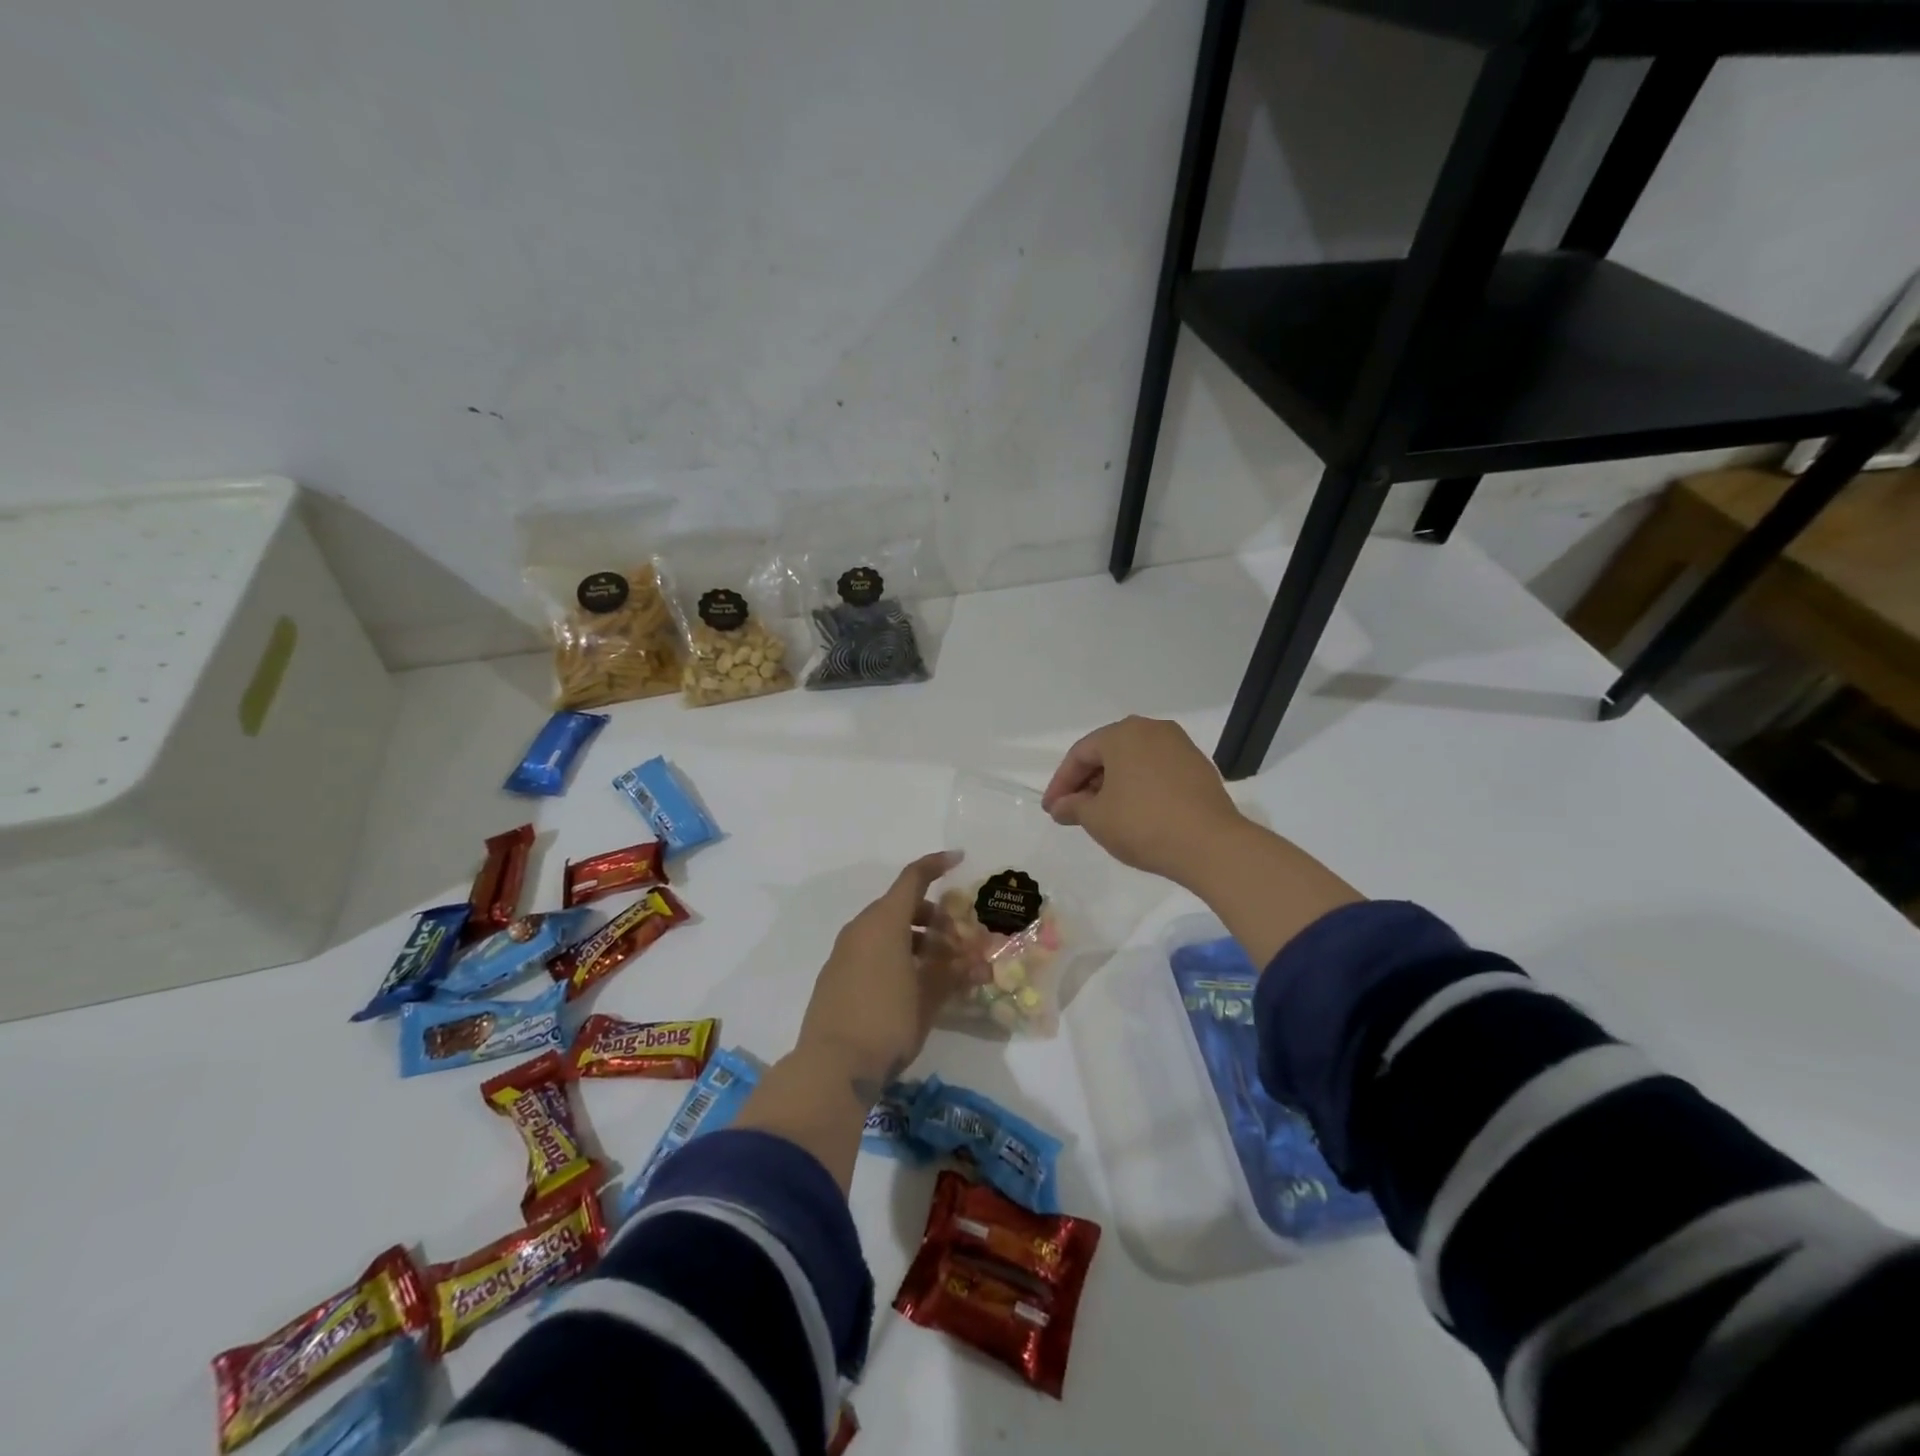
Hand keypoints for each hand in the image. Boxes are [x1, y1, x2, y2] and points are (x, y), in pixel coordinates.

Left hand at [796, 851, 984, 1098]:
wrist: (831, 1067)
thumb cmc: (887, 1022)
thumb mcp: (928, 998)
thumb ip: (953, 974)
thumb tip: (975, 962)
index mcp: (884, 922)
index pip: (912, 878)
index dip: (936, 865)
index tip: (959, 859)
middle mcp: (860, 929)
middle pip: (900, 906)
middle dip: (933, 917)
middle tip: (958, 942)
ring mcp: (843, 953)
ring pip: (885, 930)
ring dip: (915, 939)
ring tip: (940, 968)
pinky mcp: (834, 977)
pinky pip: (870, 951)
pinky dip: (894, 954)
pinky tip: (911, 985)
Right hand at [1041, 716, 1245, 885]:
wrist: (1211, 845)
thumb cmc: (1143, 824)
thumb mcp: (1097, 818)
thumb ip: (1073, 807)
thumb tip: (1060, 807)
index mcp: (1122, 733)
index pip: (1080, 754)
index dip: (1061, 783)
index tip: (1051, 810)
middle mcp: (1152, 729)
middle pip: (1108, 753)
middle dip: (1087, 782)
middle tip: (1073, 811)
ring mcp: (1180, 746)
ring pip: (1134, 761)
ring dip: (1113, 785)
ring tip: (1102, 814)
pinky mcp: (1199, 767)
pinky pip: (1157, 771)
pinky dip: (1139, 787)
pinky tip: (1134, 812)